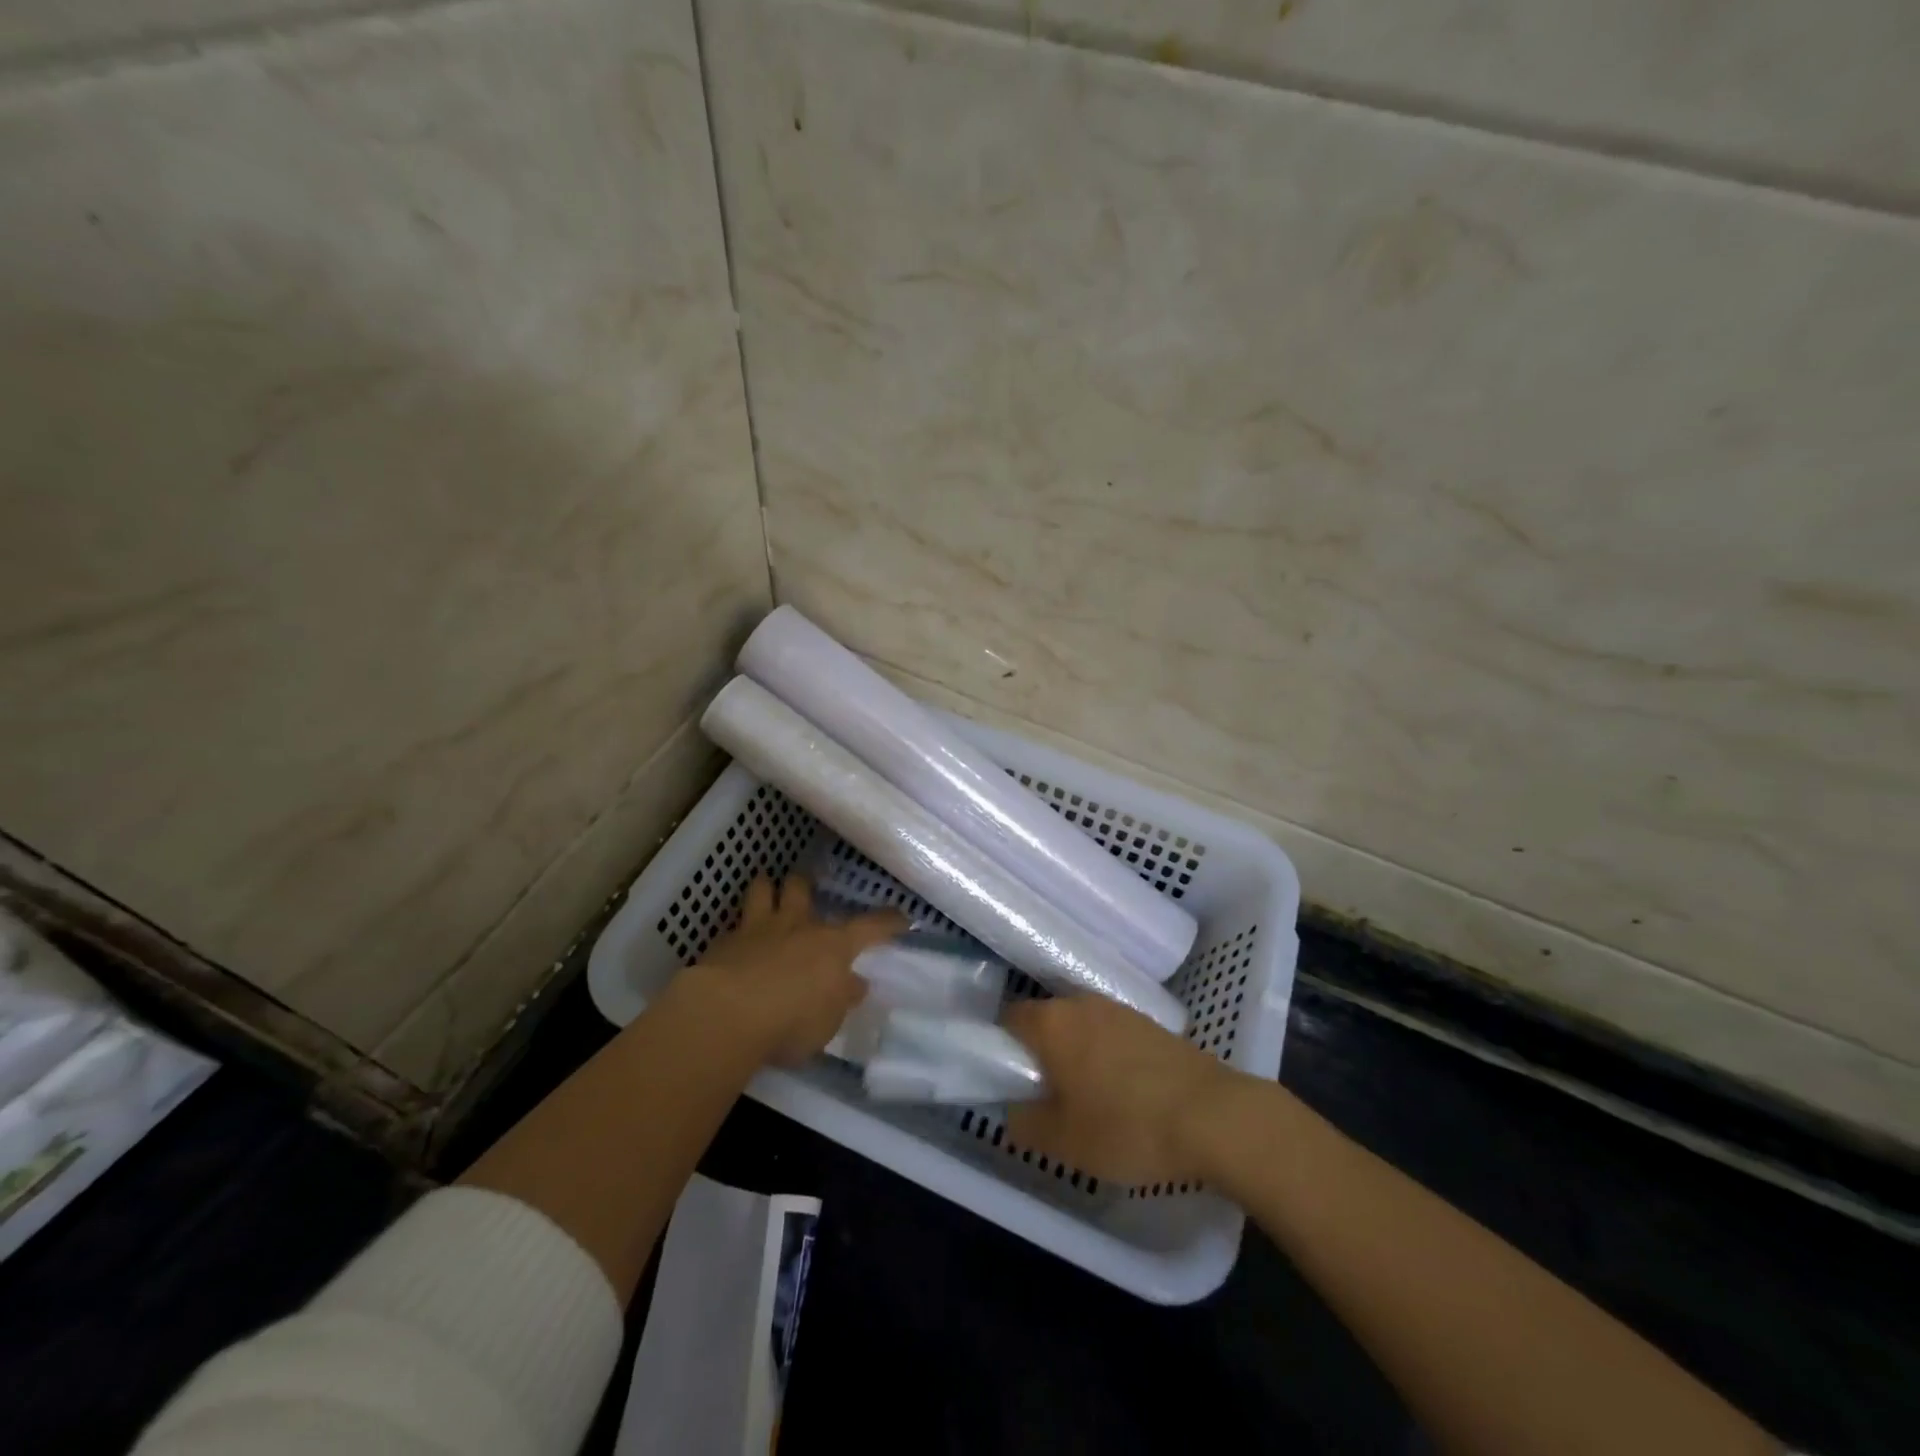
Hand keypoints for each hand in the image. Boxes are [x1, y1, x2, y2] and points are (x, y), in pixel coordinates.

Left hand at [669, 875, 905, 1064]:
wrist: (728, 1014)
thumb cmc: (791, 1021)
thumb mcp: (828, 1021)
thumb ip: (841, 997)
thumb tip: (855, 983)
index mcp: (833, 945)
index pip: (870, 927)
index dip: (888, 922)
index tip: (902, 917)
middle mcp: (797, 926)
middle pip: (802, 889)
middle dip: (805, 886)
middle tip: (805, 891)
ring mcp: (757, 929)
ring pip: (762, 891)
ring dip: (766, 890)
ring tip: (766, 892)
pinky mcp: (723, 943)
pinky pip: (732, 926)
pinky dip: (736, 930)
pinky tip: (733, 942)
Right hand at [1004, 995, 1237, 1184]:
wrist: (1213, 1116)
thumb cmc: (1127, 1126)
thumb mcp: (1063, 1141)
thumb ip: (1024, 1123)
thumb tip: (1013, 1110)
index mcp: (1052, 1022)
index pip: (1009, 1019)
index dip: (1002, 1048)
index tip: (1010, 1081)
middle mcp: (1082, 1004)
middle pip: (1046, 1021)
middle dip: (1041, 1053)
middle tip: (1047, 1096)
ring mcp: (1120, 1009)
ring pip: (1081, 1027)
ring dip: (1077, 1054)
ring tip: (1087, 1098)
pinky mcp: (1151, 1024)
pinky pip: (1112, 1034)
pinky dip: (1107, 1057)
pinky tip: (1124, 1093)